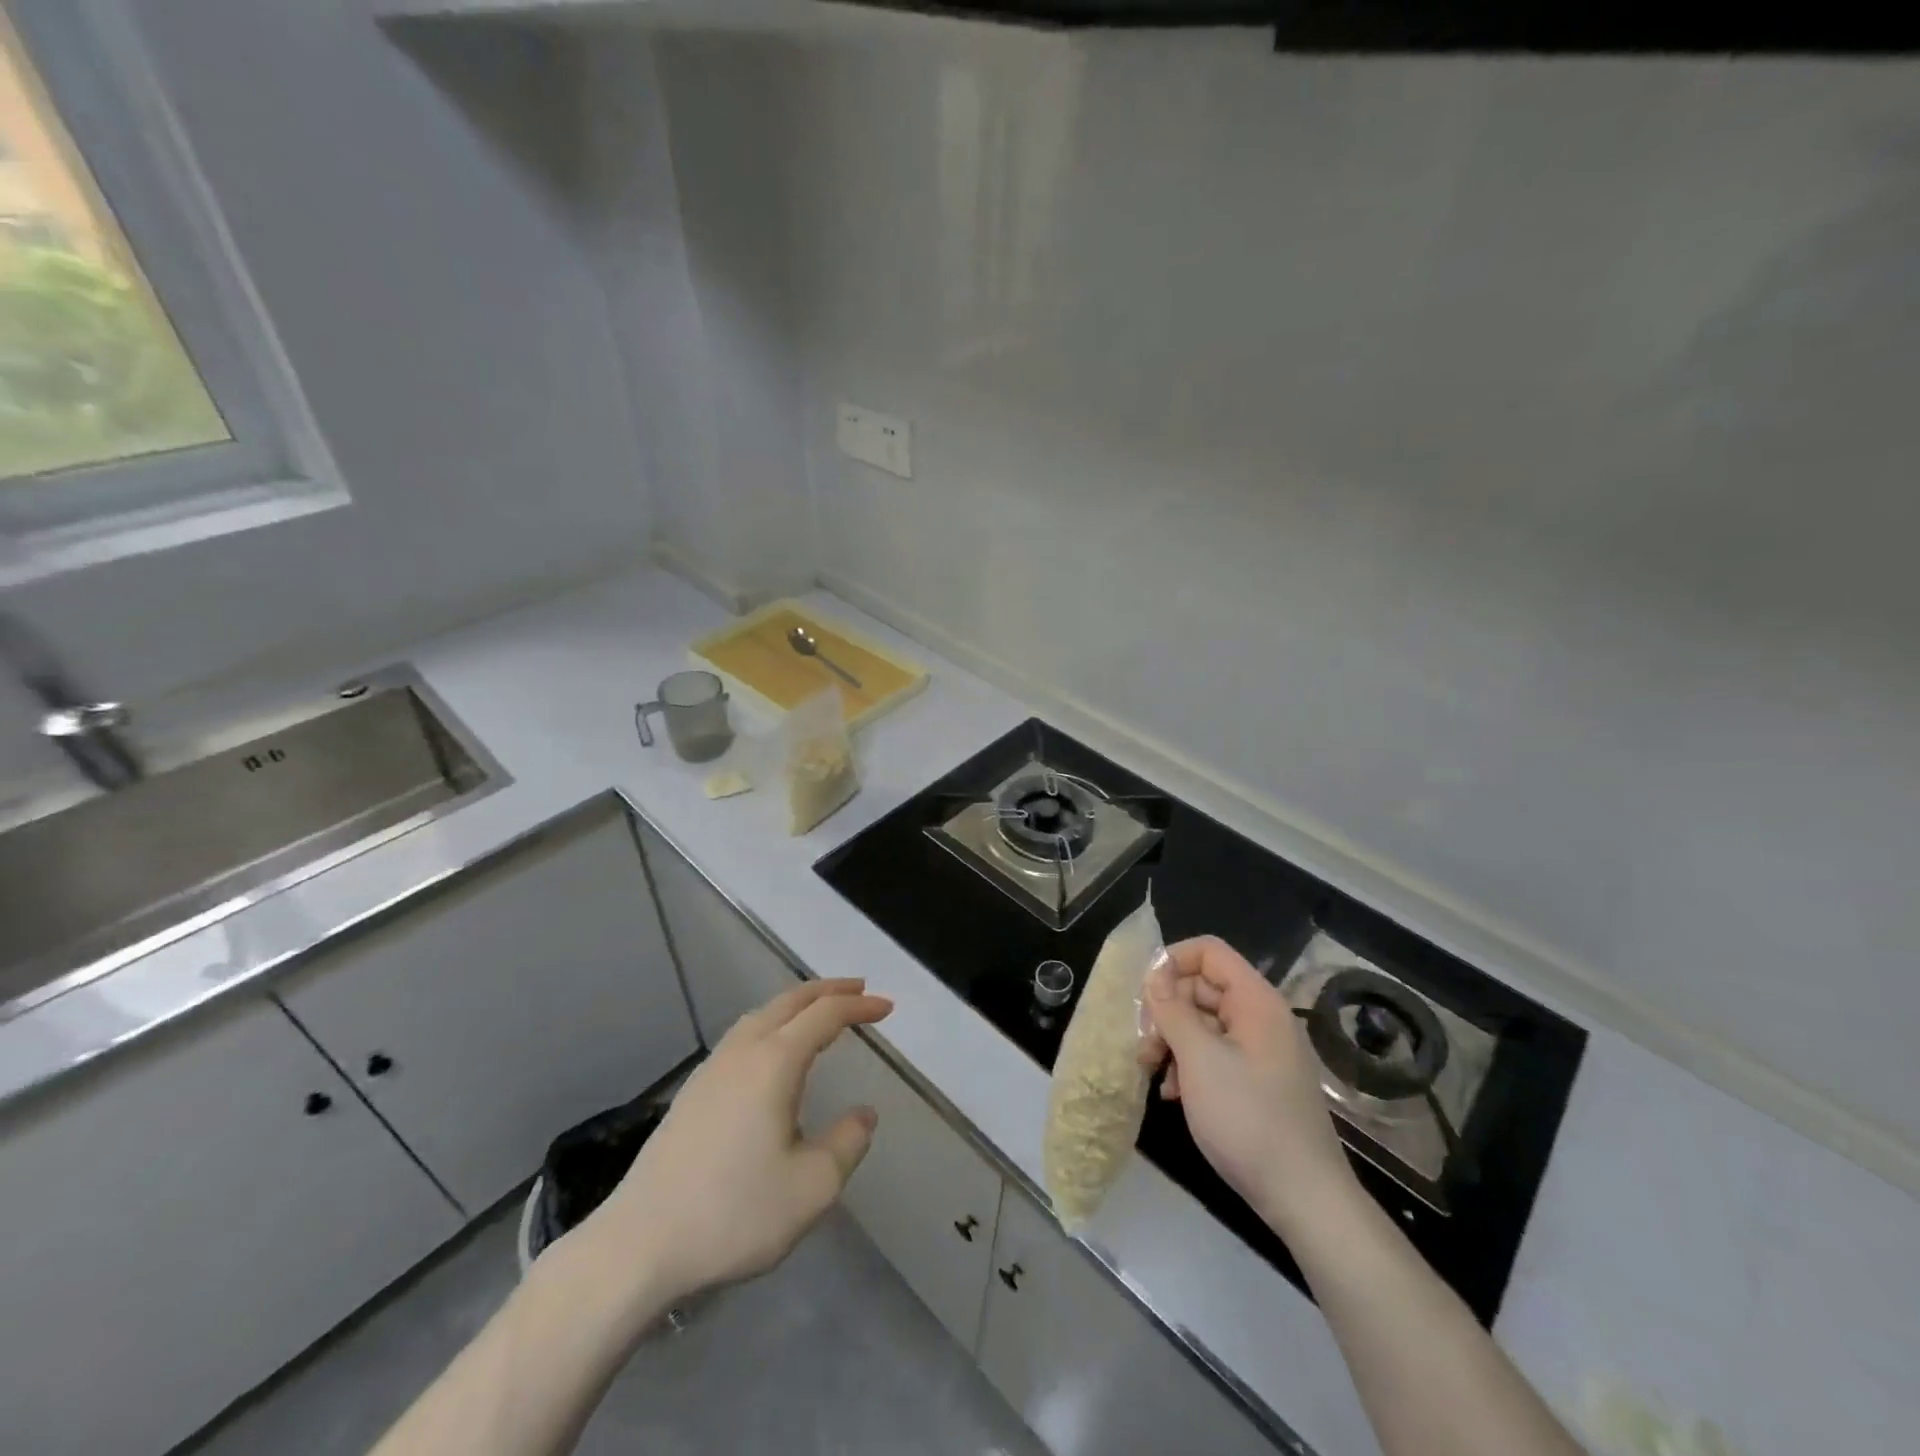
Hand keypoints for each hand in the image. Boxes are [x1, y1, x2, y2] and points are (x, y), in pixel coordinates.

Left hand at [573, 978, 892, 1315]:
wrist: (639, 1244)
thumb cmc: (733, 1213)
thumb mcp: (811, 1187)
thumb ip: (847, 1143)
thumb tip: (863, 1114)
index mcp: (775, 1062)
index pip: (825, 1015)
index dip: (859, 1006)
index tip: (887, 1007)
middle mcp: (743, 1051)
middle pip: (791, 1001)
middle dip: (829, 990)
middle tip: (860, 989)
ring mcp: (713, 1068)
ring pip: (762, 1014)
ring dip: (797, 1003)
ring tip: (821, 1011)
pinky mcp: (694, 1090)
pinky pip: (744, 1034)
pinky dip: (773, 1022)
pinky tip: (773, 1049)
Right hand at [1139, 937, 1354, 1234]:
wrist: (1305, 1199)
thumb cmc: (1248, 1119)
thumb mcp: (1199, 1059)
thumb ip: (1172, 1010)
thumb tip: (1154, 973)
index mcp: (1256, 1001)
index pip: (1209, 952)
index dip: (1172, 961)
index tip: (1143, 994)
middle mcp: (1262, 1018)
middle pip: (1203, 988)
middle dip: (1167, 1009)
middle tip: (1142, 1043)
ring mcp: (1263, 1052)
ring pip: (1205, 1023)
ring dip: (1173, 1040)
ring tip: (1152, 1071)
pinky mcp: (1259, 1082)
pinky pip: (1217, 1054)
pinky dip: (1191, 1065)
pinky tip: (1173, 1094)